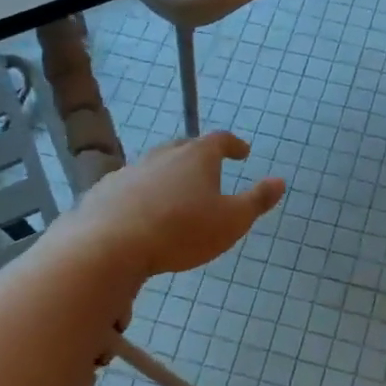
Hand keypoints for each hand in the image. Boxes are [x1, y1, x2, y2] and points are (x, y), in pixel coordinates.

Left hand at [65, 132, 284, 277]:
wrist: (110, 245)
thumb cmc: (181, 231)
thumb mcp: (232, 221)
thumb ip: (257, 201)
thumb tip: (280, 181)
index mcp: (196, 157)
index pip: (220, 140)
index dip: (233, 145)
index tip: (242, 153)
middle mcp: (162, 155)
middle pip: (184, 148)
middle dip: (199, 157)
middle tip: (209, 170)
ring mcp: (130, 171)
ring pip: (155, 167)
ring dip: (168, 176)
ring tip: (176, 194)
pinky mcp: (105, 191)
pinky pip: (130, 187)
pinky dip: (141, 194)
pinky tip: (141, 213)